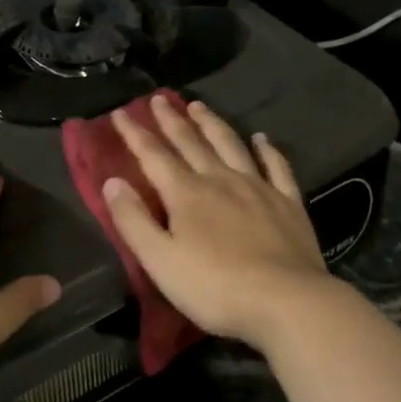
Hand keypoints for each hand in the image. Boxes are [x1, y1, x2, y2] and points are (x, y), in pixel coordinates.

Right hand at [102, 97, 329, 350]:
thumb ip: (133, 220)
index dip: (134, 133)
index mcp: (186, 194)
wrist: (287, 302)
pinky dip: (267, 149)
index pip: (153, 155)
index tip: (120, 112)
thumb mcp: (160, 260)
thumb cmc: (215, 287)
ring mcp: (258, 188)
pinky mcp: (288, 203)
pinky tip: (261, 138)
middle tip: (159, 98)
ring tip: (199, 106)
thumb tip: (112, 182)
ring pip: (230, 144)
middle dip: (171, 119)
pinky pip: (276, 166)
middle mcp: (220, 179)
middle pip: (191, 142)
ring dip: (212, 123)